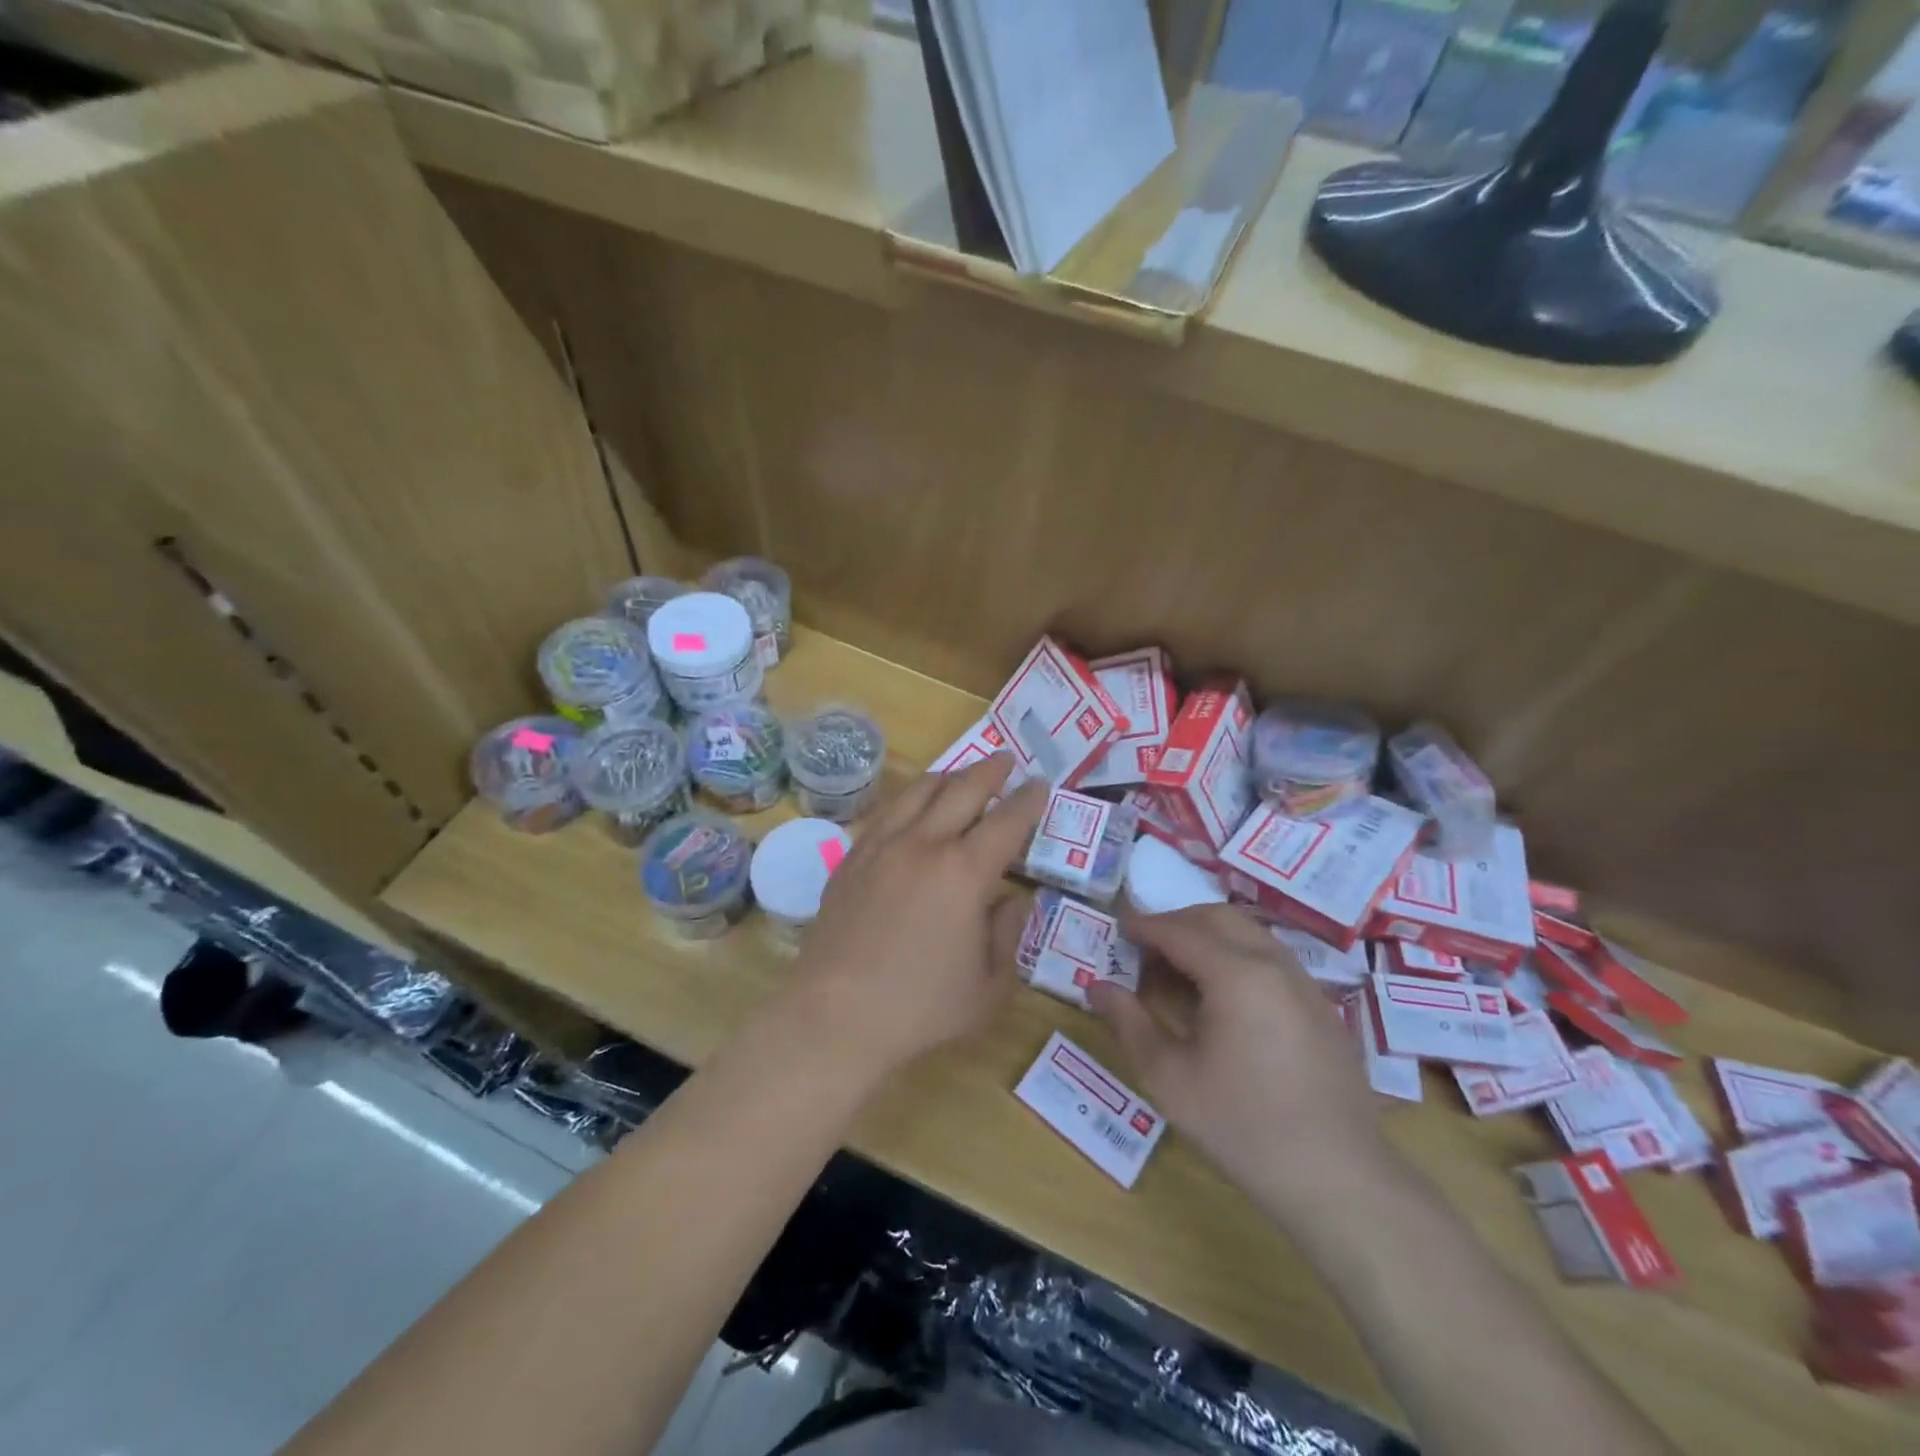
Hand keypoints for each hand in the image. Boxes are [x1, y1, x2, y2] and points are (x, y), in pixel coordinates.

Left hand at [786, 753, 1045, 1079]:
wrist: (836, 1016)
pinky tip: (913, 807)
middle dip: (990, 771)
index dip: (1028, 800)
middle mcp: (924, 845)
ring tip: (961, 776)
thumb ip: (1009, 934)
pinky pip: (886, 812)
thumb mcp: (990, 986)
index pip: (1006, 821)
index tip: (1040, 785)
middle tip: (1006, 761)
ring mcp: (882, 846)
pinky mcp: (852, 858)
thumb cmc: (921, 1009)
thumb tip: (1014, 899)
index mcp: (965, 873)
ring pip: (919, 791)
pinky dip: (909, 799)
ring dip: (948, 776)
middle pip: (962, 790)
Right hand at [1088, 906, 1393, 1224]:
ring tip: (1179, 970)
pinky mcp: (1321, 1006)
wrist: (1339, 1178)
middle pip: (1217, 917)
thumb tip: (1095, 987)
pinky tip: (1223, 998)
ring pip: (1249, 933)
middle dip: (1177, 922)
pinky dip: (1238, 955)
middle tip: (1146, 948)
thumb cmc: (1242, 1126)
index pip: (1179, 931)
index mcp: (1235, 973)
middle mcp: (1273, 963)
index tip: (1117, 930)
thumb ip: (1129, 1023)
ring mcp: (1304, 983)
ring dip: (1209, 936)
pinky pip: (1271, 957)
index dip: (1144, 926)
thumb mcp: (1169, 1078)